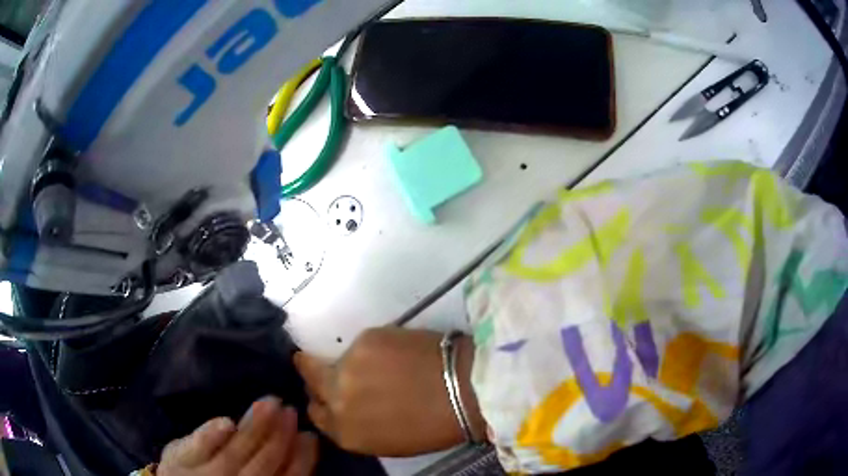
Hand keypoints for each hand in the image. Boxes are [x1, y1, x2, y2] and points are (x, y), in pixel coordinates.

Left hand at [157, 397, 317, 475]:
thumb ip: (271, 472)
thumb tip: (295, 449)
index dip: (301, 461)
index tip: (309, 435)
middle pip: (262, 466)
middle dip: (279, 439)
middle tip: (290, 409)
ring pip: (234, 455)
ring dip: (254, 430)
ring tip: (270, 402)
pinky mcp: (179, 462)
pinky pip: (196, 449)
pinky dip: (211, 437)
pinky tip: (227, 422)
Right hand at [294, 328, 484, 456]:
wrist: (465, 391)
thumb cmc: (432, 427)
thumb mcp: (386, 442)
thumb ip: (356, 426)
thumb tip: (346, 408)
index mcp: (344, 432)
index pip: (316, 413)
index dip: (321, 401)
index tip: (328, 393)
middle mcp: (337, 399)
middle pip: (310, 376)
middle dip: (312, 370)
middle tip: (323, 364)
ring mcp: (348, 366)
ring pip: (337, 358)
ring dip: (353, 362)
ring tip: (383, 365)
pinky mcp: (365, 339)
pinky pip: (361, 344)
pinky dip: (373, 349)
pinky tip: (398, 354)